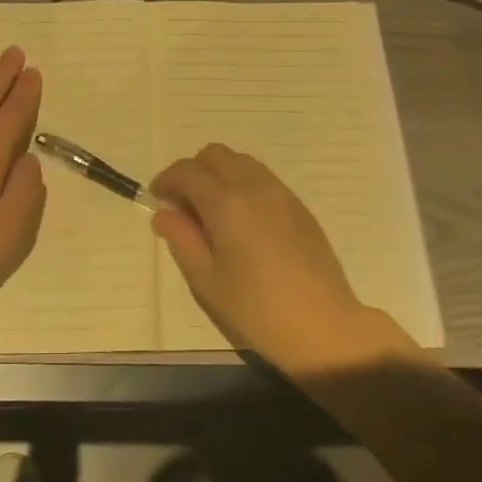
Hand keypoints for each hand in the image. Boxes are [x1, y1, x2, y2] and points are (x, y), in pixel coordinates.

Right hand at [150, 144, 408, 368]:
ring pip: (242, 161)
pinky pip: (263, 178)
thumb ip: (182, 239)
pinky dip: (243, 185)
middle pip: (215, 154)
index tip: (157, 198)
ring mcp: (281, 193)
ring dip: (220, 174)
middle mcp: (254, 186)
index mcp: (226, 202)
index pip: (187, 171)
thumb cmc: (256, 308)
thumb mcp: (206, 280)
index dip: (166, 180)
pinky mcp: (299, 207)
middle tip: (184, 205)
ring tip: (213, 212)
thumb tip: (164, 214)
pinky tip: (243, 221)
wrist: (323, 326)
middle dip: (193, 171)